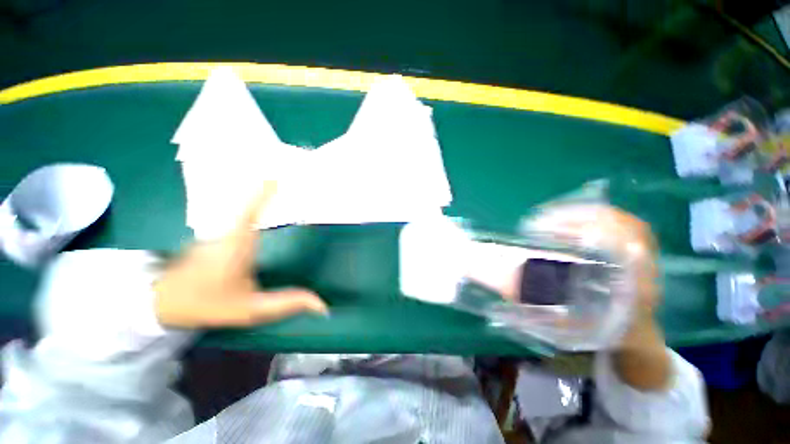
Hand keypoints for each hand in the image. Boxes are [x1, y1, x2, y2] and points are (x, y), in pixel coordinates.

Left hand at [153, 182, 327, 328]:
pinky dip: (251, 208)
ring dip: (259, 198)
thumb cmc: (208, 304)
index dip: (264, 195)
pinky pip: (238, 218)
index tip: (276, 178)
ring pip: (242, 211)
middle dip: (267, 192)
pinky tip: (260, 204)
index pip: (252, 213)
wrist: (163, 303)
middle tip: (285, 178)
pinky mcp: (216, 236)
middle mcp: (228, 233)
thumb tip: (322, 304)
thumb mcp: (251, 309)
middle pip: (250, 206)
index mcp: (238, 245)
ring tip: (275, 184)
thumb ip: (286, 303)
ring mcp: (219, 232)